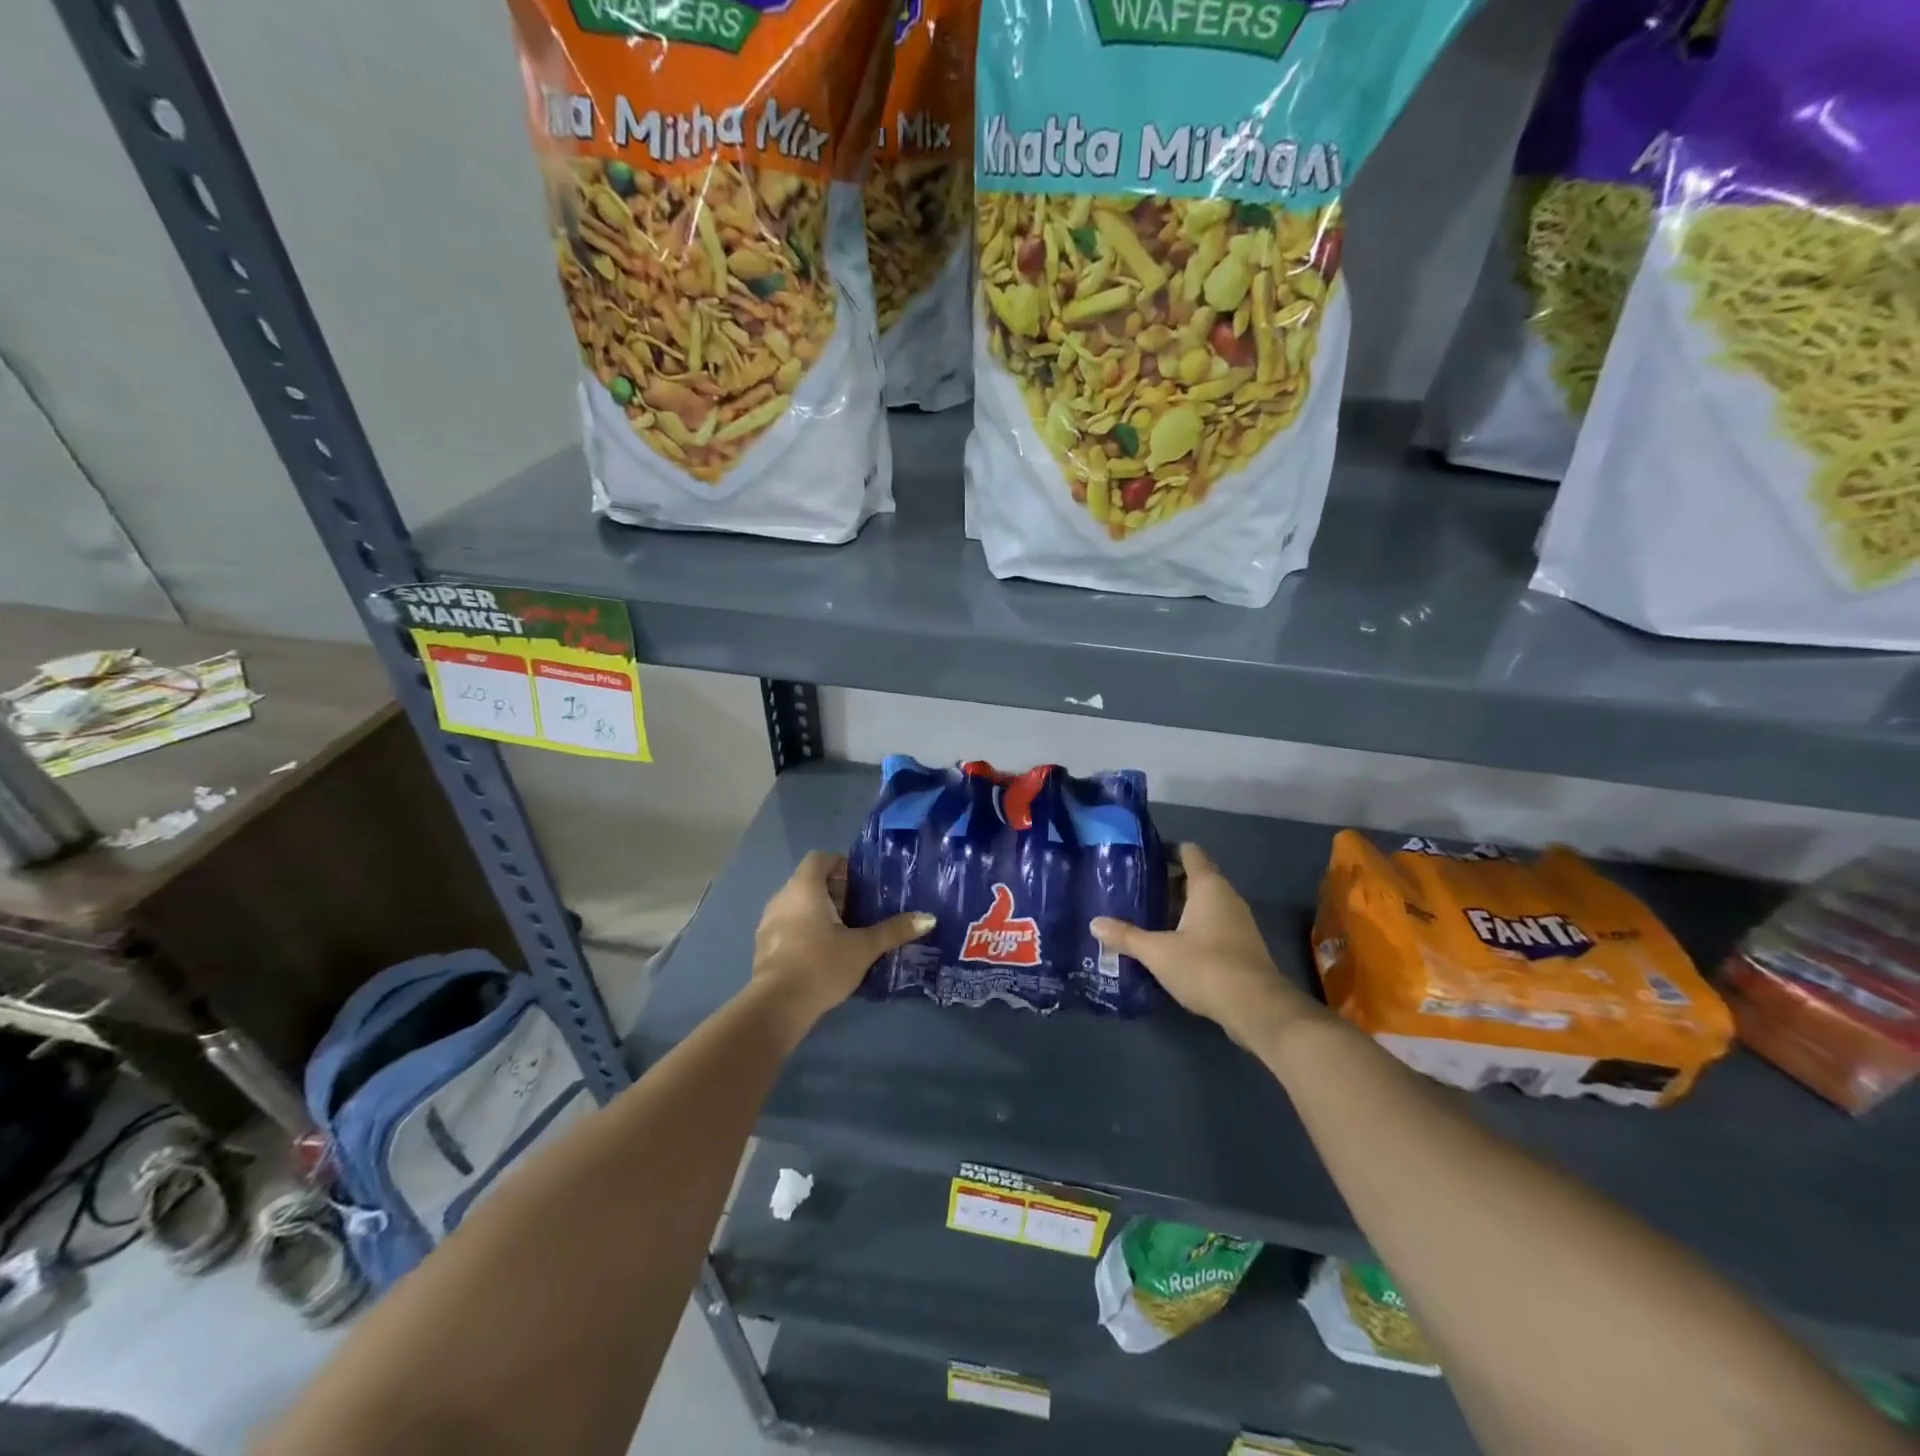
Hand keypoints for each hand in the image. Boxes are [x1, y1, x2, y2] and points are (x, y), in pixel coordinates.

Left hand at [749, 851, 934, 1037]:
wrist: (777, 1006)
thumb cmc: (821, 965)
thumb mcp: (863, 948)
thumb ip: (894, 930)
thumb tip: (929, 917)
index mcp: (804, 888)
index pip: (820, 858)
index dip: (841, 865)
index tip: (862, 884)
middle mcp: (782, 898)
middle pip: (810, 882)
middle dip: (836, 892)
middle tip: (862, 911)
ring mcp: (768, 923)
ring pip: (798, 905)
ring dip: (820, 913)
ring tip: (846, 934)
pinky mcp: (764, 946)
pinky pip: (788, 926)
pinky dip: (806, 931)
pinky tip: (824, 955)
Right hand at [1092, 843, 1322, 1051]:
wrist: (1256, 1008)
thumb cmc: (1206, 966)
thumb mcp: (1158, 952)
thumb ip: (1126, 936)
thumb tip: (1094, 923)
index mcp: (1209, 887)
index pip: (1190, 853)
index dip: (1168, 851)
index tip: (1142, 859)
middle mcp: (1227, 897)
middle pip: (1196, 878)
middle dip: (1168, 883)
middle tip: (1136, 890)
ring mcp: (1239, 923)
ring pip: (1205, 904)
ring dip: (1180, 908)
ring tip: (1148, 917)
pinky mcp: (1242, 947)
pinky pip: (1213, 926)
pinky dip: (1193, 929)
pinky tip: (1171, 944)